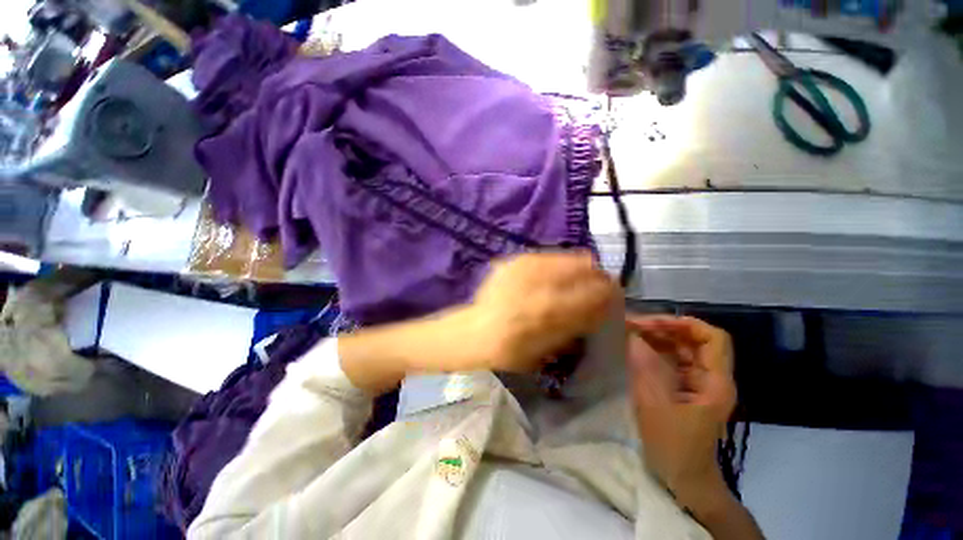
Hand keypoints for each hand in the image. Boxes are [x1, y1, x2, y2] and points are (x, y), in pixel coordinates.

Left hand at [468, 251, 616, 372]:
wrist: (477, 331)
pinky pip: (549, 256)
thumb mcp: (553, 348)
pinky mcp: (516, 260)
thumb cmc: (513, 350)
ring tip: (573, 282)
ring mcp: (527, 266)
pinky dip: (558, 266)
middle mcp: (541, 282)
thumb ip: (580, 325)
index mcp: (552, 310)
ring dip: (580, 269)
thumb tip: (604, 307)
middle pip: (589, 267)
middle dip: (599, 278)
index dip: (611, 293)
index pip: (599, 292)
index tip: (612, 297)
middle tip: (596, 288)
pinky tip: (551, 277)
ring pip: (572, 257)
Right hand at [626, 315, 736, 507]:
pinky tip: (634, 346)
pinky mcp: (684, 387)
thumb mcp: (656, 407)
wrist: (685, 479)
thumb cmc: (674, 447)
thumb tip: (633, 337)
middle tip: (632, 325)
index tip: (654, 323)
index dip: (686, 325)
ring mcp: (697, 382)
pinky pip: (671, 360)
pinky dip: (653, 349)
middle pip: (694, 340)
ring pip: (681, 348)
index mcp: (714, 383)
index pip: (713, 339)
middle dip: (664, 328)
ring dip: (656, 336)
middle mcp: (710, 377)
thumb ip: (645, 368)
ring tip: (629, 331)